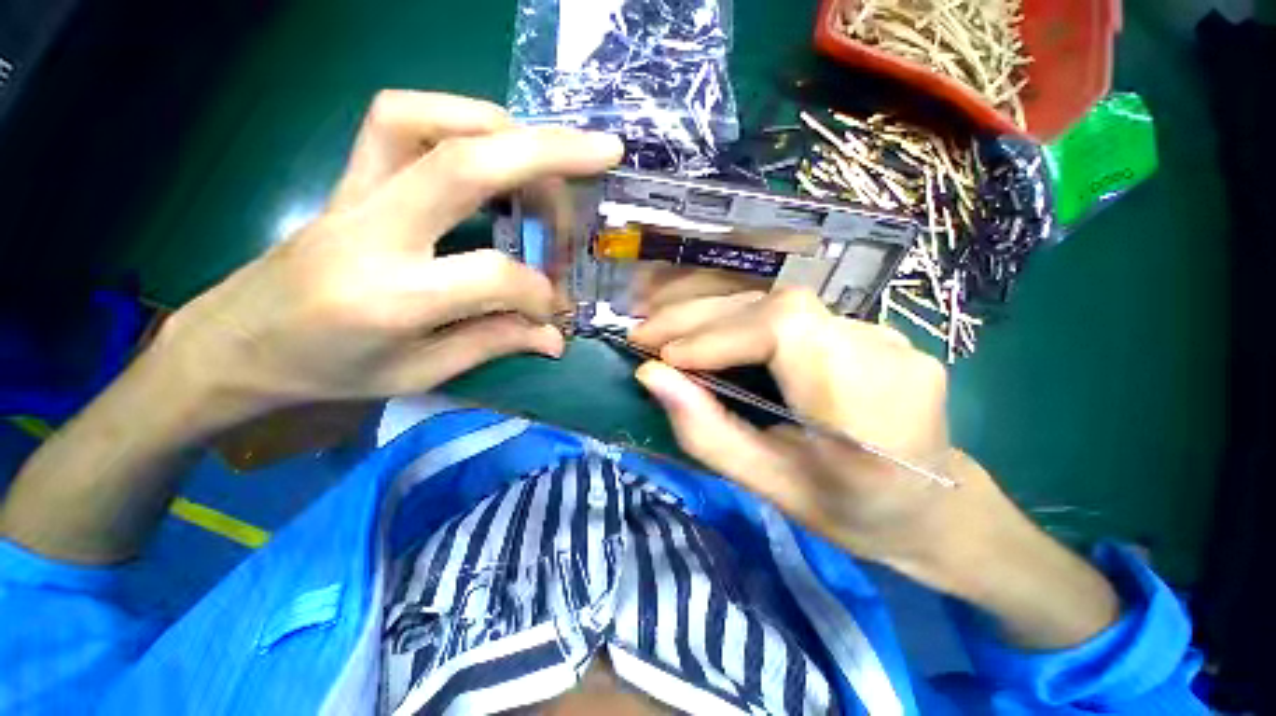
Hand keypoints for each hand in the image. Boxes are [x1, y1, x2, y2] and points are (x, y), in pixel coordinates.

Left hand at [155, 91, 622, 419]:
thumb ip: (493, 344)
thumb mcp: (419, 375)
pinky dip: (456, 117)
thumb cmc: (327, 371)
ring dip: (501, 127)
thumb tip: (554, 338)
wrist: (236, 343)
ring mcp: (353, 193)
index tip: (553, 311)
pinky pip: (397, 118)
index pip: (493, 275)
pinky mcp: (349, 178)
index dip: (539, 292)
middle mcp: (372, 230)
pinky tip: (491, 146)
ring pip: (424, 119)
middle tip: (603, 152)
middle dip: (548, 152)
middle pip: (464, 163)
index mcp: (392, 297)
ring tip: (547, 157)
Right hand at [630, 289, 1013, 578]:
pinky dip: (740, 318)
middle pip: (778, 307)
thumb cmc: (852, 513)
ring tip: (667, 330)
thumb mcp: (770, 487)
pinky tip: (709, 331)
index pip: (786, 332)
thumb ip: (708, 432)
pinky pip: (793, 313)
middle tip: (645, 333)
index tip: (663, 358)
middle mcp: (883, 353)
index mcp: (867, 409)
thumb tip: (651, 378)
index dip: (717, 335)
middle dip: (701, 316)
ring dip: (715, 313)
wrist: (934, 506)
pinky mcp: (870, 329)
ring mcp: (883, 333)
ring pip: (780, 304)